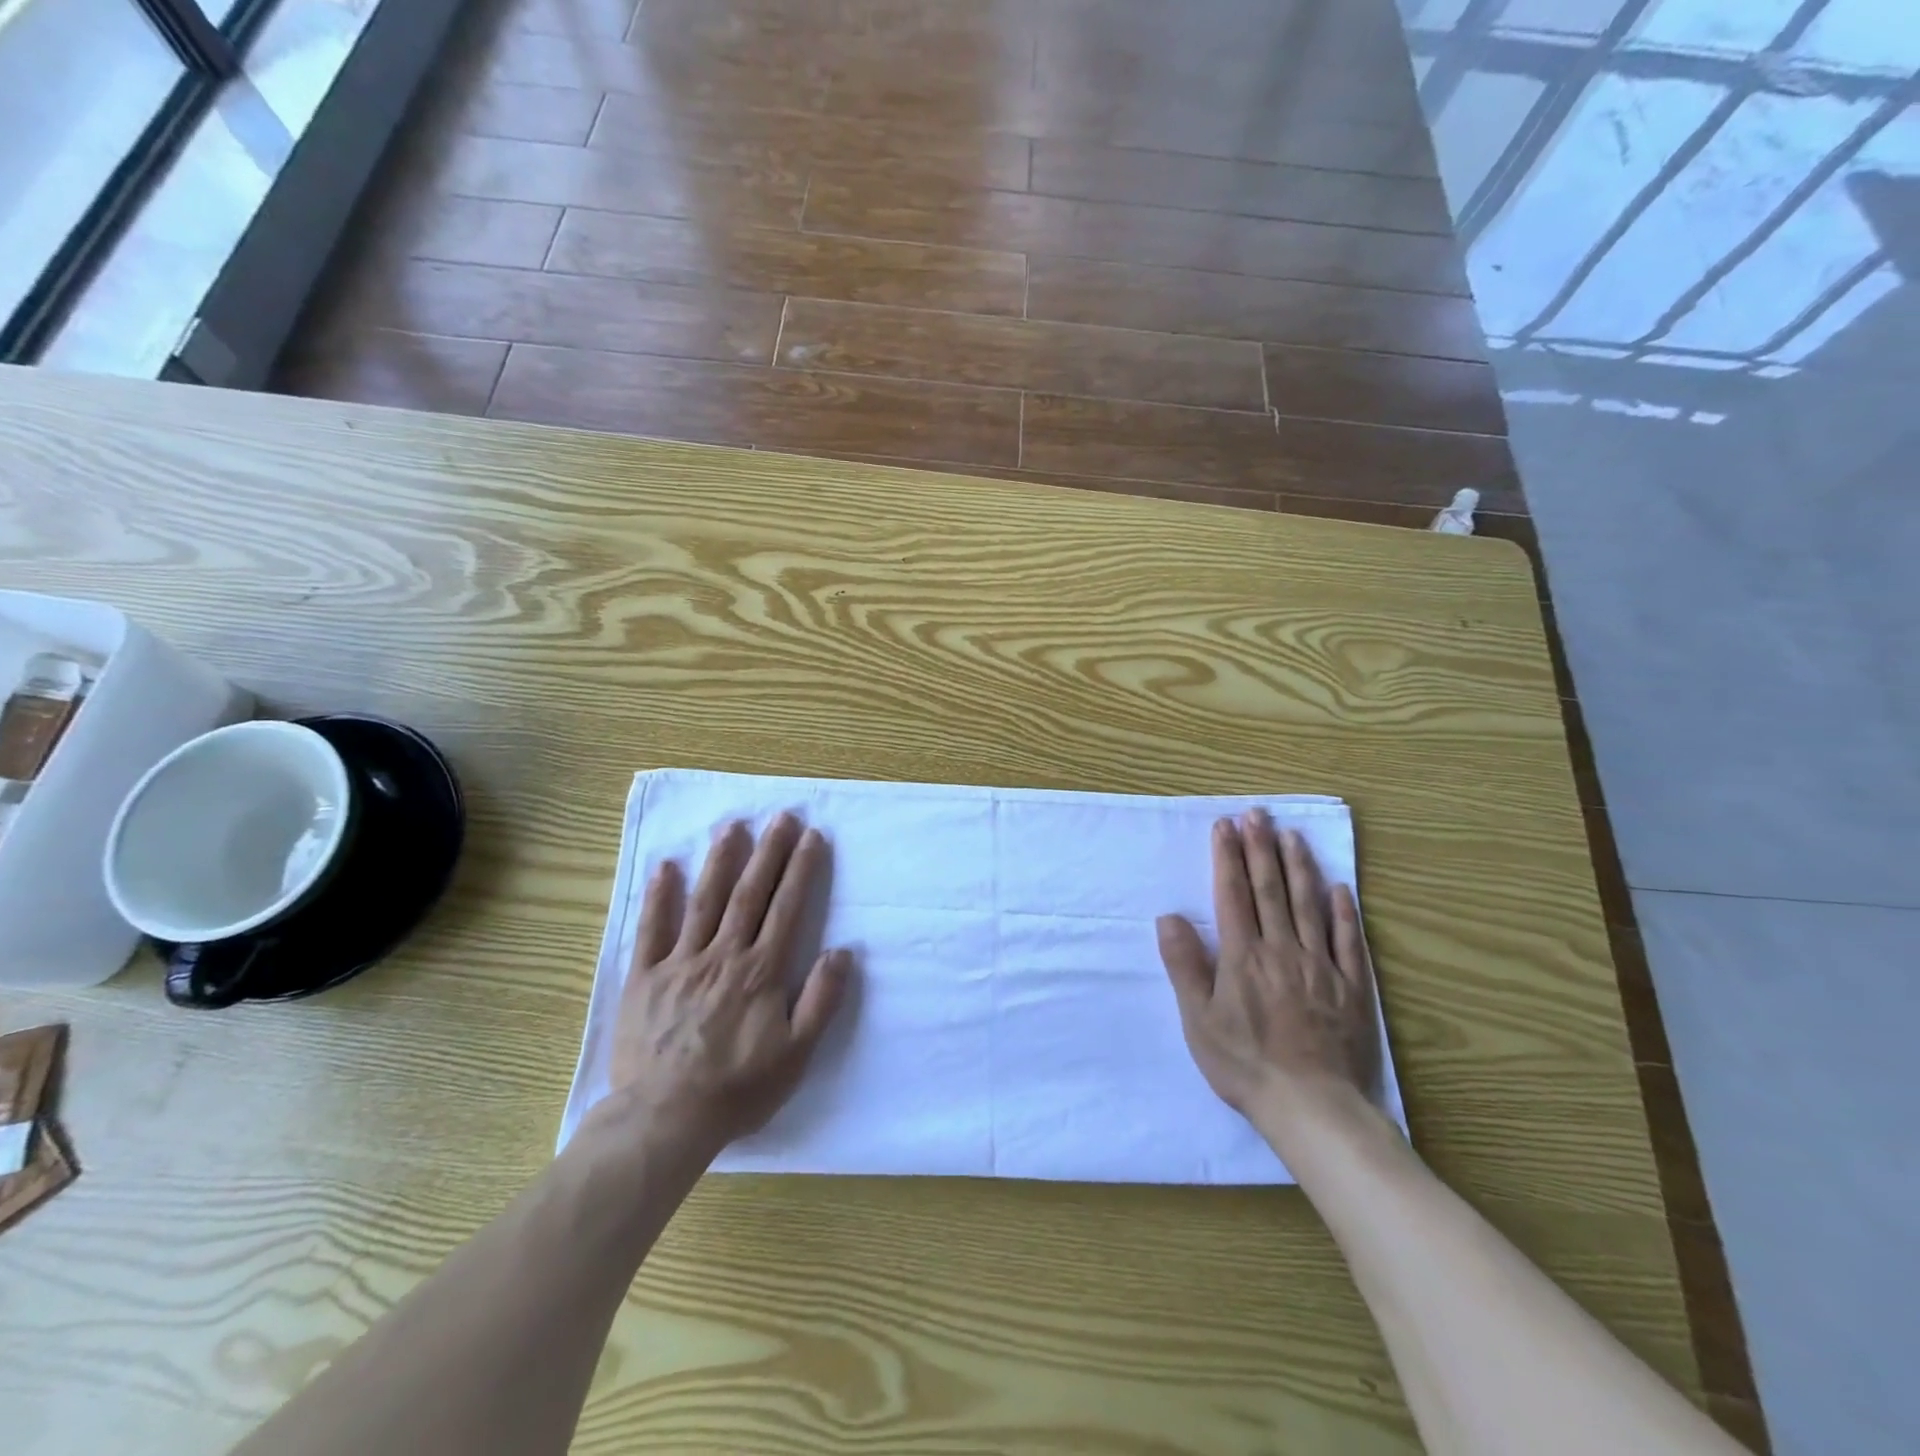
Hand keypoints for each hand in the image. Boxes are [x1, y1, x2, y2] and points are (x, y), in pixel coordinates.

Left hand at [609, 813, 851, 1152]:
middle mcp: (723, 956)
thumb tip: (843, 951)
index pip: (786, 908)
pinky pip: (651, 930)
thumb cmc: (738, 1089)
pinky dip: (658, 897)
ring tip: (732, 826)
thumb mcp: (796, 1055)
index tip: (812, 836)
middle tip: (781, 816)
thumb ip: (821, 1000)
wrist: (664, 1120)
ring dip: (720, 860)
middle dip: (768, 852)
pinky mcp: (644, 978)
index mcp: (760, 971)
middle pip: (749, 894)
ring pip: (703, 901)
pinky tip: (666, 867)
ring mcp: (680, 963)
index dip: (801, 869)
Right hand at [1157, 809, 1381, 1135]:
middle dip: (1261, 848)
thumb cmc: (1245, 1064)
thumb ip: (1184, 965)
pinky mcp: (1352, 988)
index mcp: (1243, 956)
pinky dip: (1344, 912)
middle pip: (1271, 889)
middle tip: (1257, 813)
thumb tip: (1169, 917)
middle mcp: (1282, 950)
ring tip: (1292, 835)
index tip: (1225, 826)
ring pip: (1308, 905)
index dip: (1228, 857)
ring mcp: (1321, 966)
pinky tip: (1340, 888)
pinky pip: (1348, 941)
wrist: (1313, 1108)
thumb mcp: (1198, 1020)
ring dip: (1299, 866)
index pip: (1233, 894)